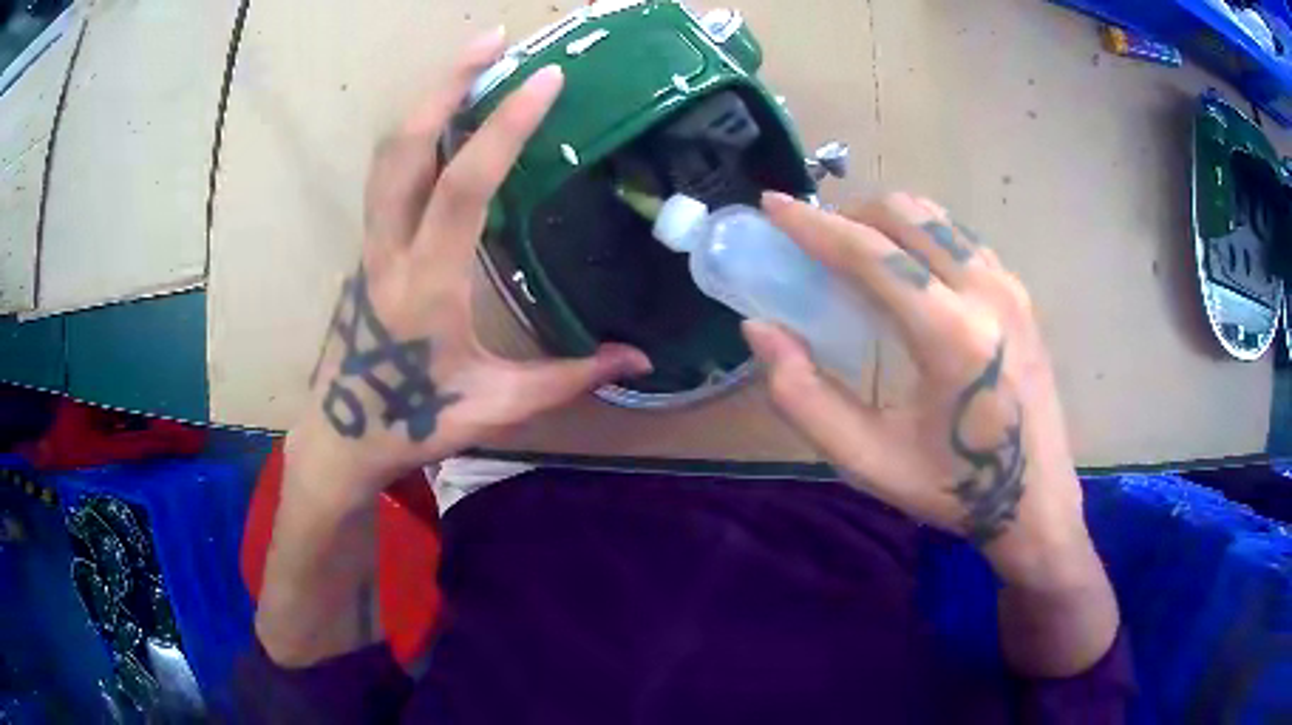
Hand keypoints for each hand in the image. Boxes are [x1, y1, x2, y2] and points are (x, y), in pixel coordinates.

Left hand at [288, 32, 651, 502]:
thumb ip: (569, 378)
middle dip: (447, 84)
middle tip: (492, 42)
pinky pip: (387, 175)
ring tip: (472, 62)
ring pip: (387, 155)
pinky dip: (417, 133)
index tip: (545, 79)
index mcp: (427, 286)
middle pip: (405, 147)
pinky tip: (446, 121)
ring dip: (427, 100)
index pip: (464, 186)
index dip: (505, 127)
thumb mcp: (498, 407)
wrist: (341, 438)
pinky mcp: (365, 247)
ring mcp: (369, 245)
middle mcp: (389, 251)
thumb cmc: (415, 424)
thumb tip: (640, 360)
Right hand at [744, 192, 1088, 589]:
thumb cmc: (952, 488)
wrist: (1036, 500)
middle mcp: (986, 292)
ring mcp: (1009, 286)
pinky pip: (959, 237)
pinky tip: (908, 272)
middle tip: (817, 243)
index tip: (772, 206)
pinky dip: (921, 235)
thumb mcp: (868, 460)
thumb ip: (804, 397)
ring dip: (887, 221)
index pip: (871, 253)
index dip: (813, 225)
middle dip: (850, 215)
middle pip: (906, 214)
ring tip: (857, 253)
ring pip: (935, 217)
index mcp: (951, 336)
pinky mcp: (1019, 292)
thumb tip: (761, 329)